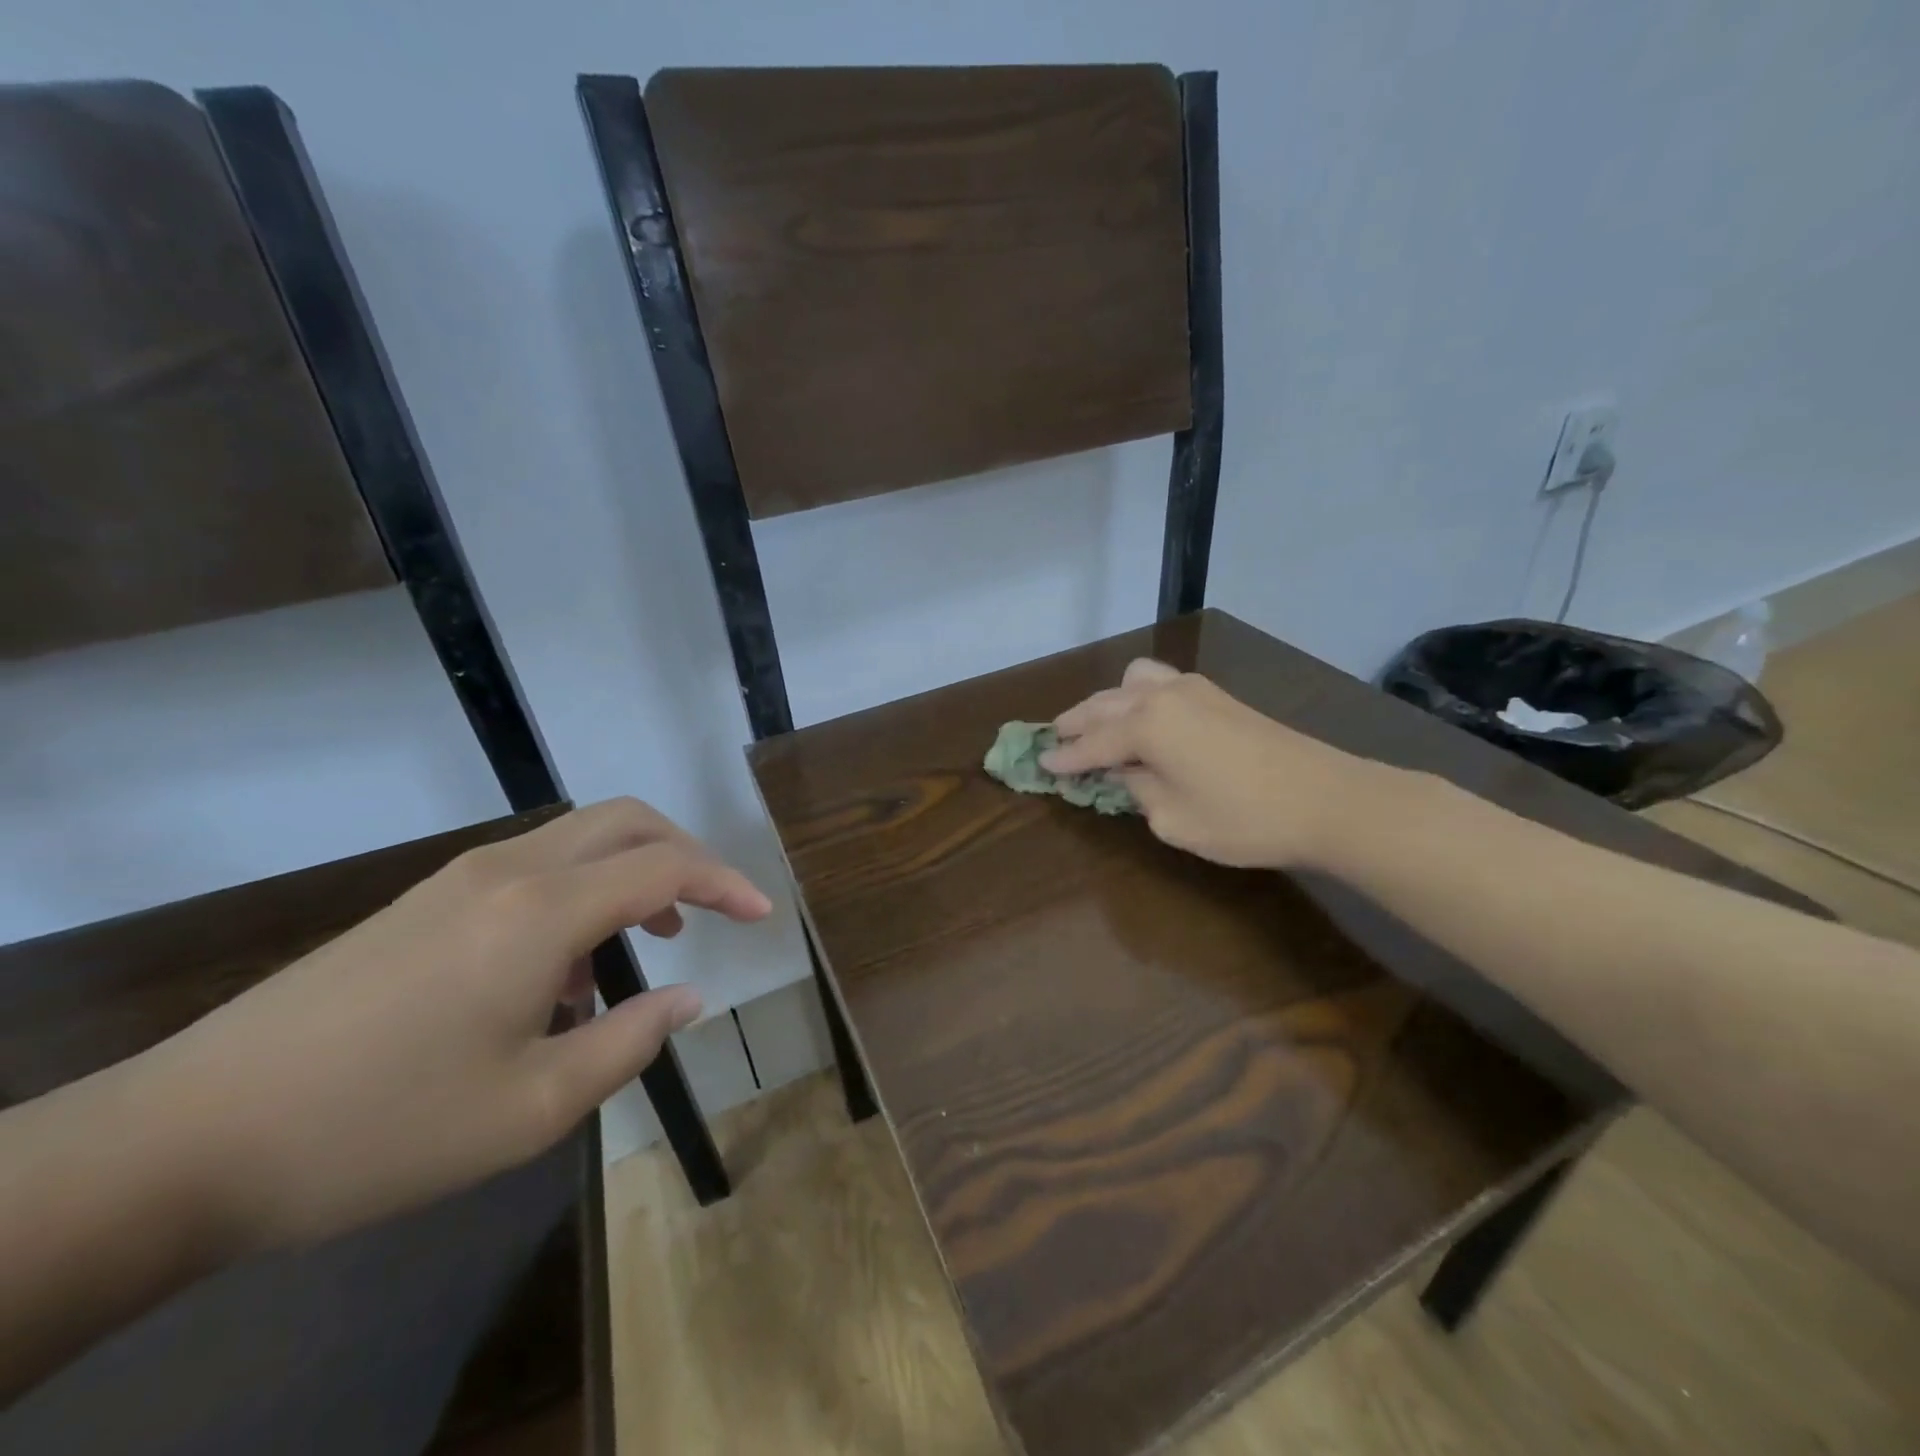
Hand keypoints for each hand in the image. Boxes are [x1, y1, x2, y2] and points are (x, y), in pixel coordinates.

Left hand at [140, 798, 770, 1254]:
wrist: (187, 1138)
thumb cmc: (382, 1129)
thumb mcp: (532, 1108)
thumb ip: (629, 1041)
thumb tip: (688, 998)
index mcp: (541, 913)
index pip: (664, 869)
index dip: (725, 883)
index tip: (762, 914)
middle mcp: (509, 872)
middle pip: (626, 821)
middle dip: (685, 853)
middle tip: (711, 909)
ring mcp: (461, 879)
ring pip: (580, 839)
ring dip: (632, 873)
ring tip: (641, 946)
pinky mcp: (428, 900)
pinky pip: (535, 867)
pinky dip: (582, 892)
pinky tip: (563, 970)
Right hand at [1043, 659, 1372, 869]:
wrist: (1326, 799)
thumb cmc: (1243, 818)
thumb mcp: (1174, 819)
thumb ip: (1140, 792)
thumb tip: (1131, 773)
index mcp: (1146, 725)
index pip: (1092, 743)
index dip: (1065, 757)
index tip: (1040, 764)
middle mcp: (1163, 696)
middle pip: (1105, 704)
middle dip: (1077, 721)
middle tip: (1056, 738)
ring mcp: (1195, 690)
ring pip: (1134, 682)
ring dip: (1109, 701)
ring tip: (1100, 724)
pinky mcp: (1220, 696)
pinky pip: (1163, 684)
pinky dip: (1140, 697)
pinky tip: (1145, 719)